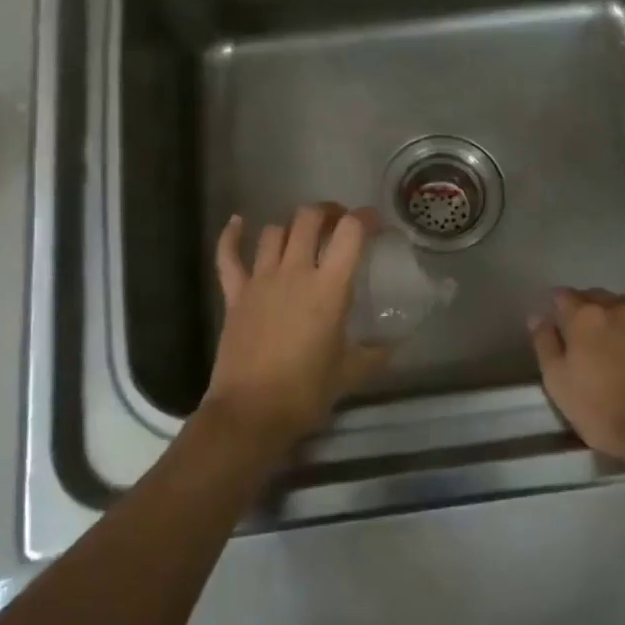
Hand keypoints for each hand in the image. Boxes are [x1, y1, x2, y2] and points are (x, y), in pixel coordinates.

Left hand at [203, 204, 390, 448]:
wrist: (251, 412)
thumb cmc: (306, 392)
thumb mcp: (351, 372)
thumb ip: (376, 353)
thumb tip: (396, 345)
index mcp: (329, 288)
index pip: (351, 232)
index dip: (365, 218)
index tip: (375, 223)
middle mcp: (295, 272)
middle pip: (308, 219)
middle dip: (327, 212)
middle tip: (339, 223)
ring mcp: (260, 280)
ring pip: (274, 232)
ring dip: (291, 227)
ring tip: (302, 236)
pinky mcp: (234, 294)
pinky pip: (228, 255)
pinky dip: (231, 235)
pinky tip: (237, 222)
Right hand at [529, 289, 624, 465]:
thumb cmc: (603, 411)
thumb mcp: (558, 382)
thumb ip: (545, 344)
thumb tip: (537, 317)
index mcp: (586, 316)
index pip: (563, 296)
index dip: (557, 307)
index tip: (557, 323)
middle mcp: (620, 307)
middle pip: (597, 297)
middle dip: (588, 310)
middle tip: (586, 337)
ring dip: (618, 318)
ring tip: (617, 344)